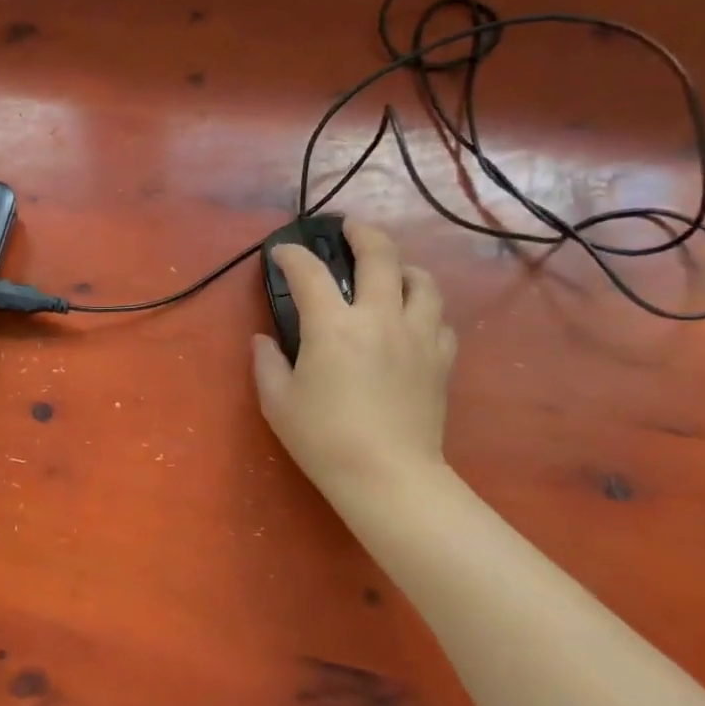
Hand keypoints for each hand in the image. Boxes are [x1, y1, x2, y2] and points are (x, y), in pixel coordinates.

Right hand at [252, 221, 456, 500]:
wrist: (388, 476)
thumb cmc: (324, 439)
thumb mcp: (278, 402)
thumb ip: (267, 363)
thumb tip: (264, 340)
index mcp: (334, 327)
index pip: (309, 273)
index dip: (292, 255)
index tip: (281, 252)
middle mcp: (380, 318)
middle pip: (380, 255)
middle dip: (361, 233)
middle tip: (348, 229)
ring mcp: (417, 336)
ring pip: (422, 281)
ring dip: (402, 267)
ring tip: (390, 271)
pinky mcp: (440, 359)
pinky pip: (439, 319)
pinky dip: (424, 308)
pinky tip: (413, 319)